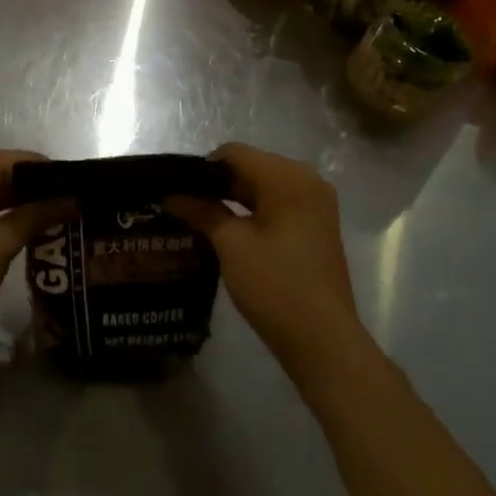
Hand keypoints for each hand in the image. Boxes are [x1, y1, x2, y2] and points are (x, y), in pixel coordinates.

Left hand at [0, 147, 65, 351]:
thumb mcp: (4, 242)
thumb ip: (39, 214)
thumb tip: (75, 200)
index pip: (24, 160)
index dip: (53, 178)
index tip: (78, 196)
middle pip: (5, 168)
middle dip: (34, 190)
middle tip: (68, 211)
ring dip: (15, 200)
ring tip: (50, 219)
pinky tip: (18, 224)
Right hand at [169, 143, 365, 375]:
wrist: (323, 342)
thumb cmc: (275, 286)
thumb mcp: (231, 245)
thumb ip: (202, 211)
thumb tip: (171, 194)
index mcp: (289, 177)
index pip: (235, 153)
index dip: (202, 168)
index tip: (176, 188)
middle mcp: (307, 181)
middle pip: (251, 167)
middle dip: (217, 184)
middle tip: (182, 203)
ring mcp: (315, 205)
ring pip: (263, 187)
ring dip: (233, 198)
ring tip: (198, 217)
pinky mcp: (315, 227)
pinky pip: (277, 205)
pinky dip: (252, 212)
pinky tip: (227, 230)